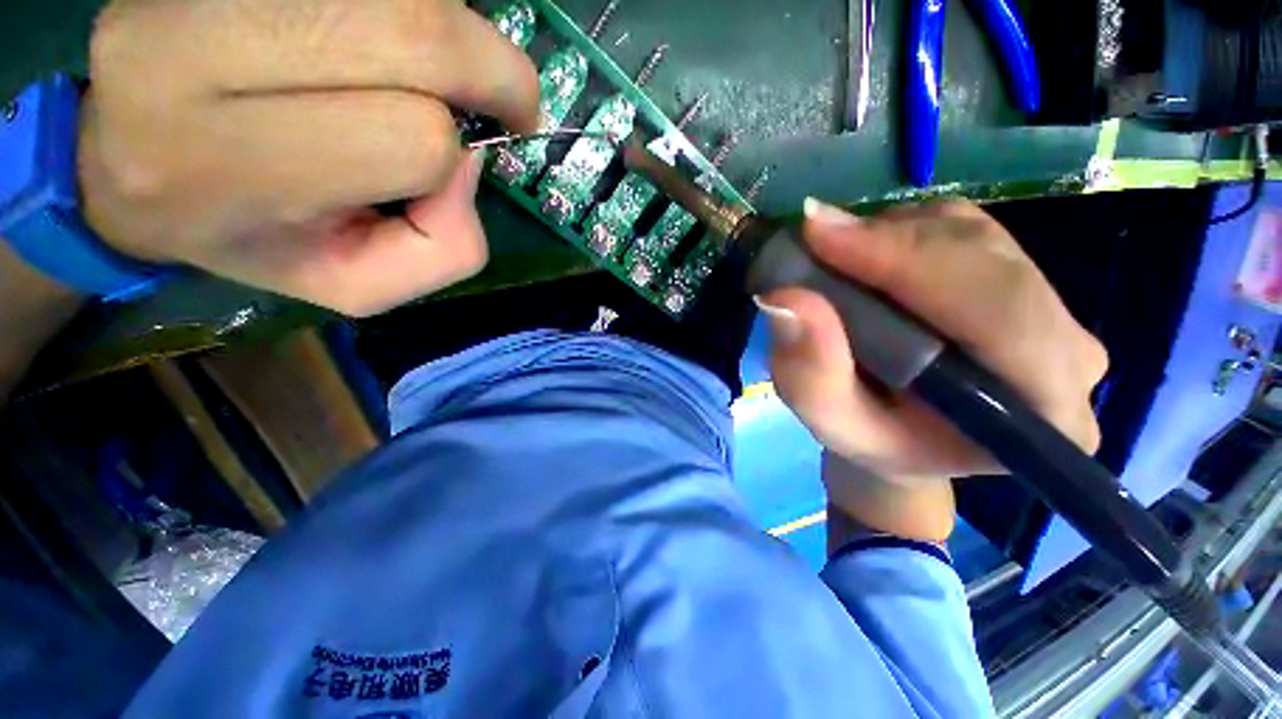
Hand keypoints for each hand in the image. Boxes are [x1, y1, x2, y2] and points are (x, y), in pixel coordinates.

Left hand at [78, 0, 539, 315]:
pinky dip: (407, 11)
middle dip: (492, 72)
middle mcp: (199, 48)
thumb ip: (442, 251)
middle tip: (505, 101)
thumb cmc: (248, 236)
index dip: (457, 153)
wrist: (126, 167)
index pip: (413, 138)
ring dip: (449, 35)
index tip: (472, 158)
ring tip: (432, 72)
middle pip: (416, 33)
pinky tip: (382, 40)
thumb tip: (470, 163)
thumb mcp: (358, 285)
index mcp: (235, 162)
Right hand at [760, 199, 1107, 539]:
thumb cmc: (872, 441)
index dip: (905, 260)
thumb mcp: (830, 422)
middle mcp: (1071, 354)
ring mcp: (1055, 313)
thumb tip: (782, 299)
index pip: (996, 309)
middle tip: (811, 236)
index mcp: (1042, 411)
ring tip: (835, 259)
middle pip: (987, 260)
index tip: (818, 234)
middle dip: (890, 241)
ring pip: (974, 236)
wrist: (908, 438)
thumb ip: (811, 374)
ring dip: (892, 236)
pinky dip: (903, 232)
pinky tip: (867, 258)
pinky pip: (966, 232)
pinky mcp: (1027, 286)